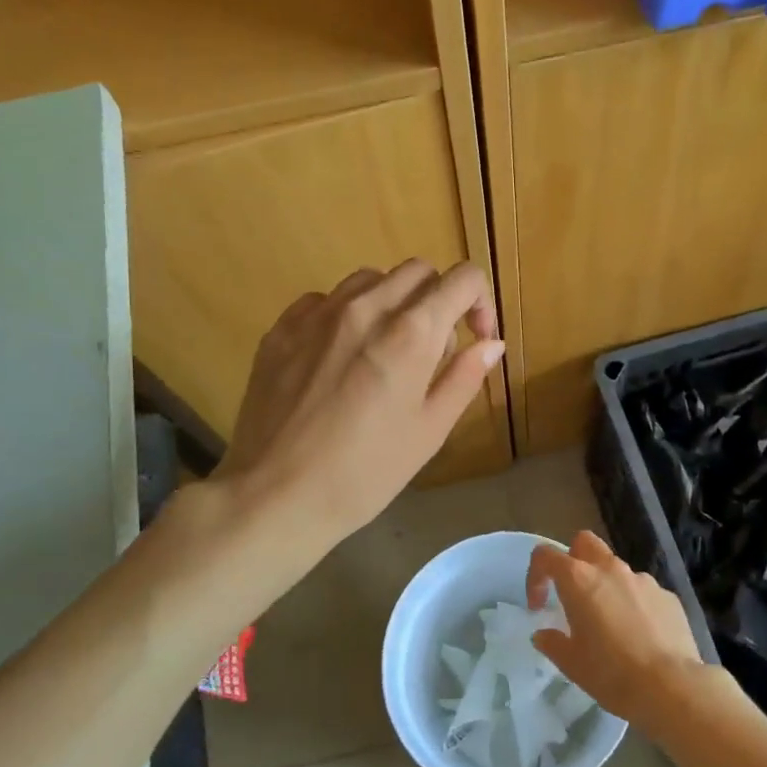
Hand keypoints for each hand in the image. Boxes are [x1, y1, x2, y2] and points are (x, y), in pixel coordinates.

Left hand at [213, 260, 502, 545]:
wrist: (276, 494)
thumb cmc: (365, 473)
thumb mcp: (429, 431)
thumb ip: (464, 377)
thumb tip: (491, 343)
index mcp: (411, 333)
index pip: (462, 279)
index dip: (480, 301)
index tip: (476, 336)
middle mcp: (366, 307)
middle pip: (418, 271)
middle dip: (438, 299)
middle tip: (433, 349)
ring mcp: (318, 313)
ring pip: (370, 279)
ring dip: (393, 302)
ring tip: (386, 350)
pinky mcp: (282, 327)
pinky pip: (325, 300)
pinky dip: (346, 315)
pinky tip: (340, 357)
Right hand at [527, 531, 706, 727]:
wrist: (671, 686)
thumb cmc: (611, 673)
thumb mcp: (571, 664)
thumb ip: (553, 643)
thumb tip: (544, 634)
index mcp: (579, 580)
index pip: (546, 555)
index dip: (536, 575)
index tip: (539, 604)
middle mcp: (610, 570)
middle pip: (585, 543)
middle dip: (573, 559)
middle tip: (572, 594)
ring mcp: (642, 579)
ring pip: (616, 568)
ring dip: (606, 585)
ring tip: (610, 624)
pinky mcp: (667, 595)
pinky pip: (642, 591)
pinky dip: (634, 604)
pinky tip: (639, 636)